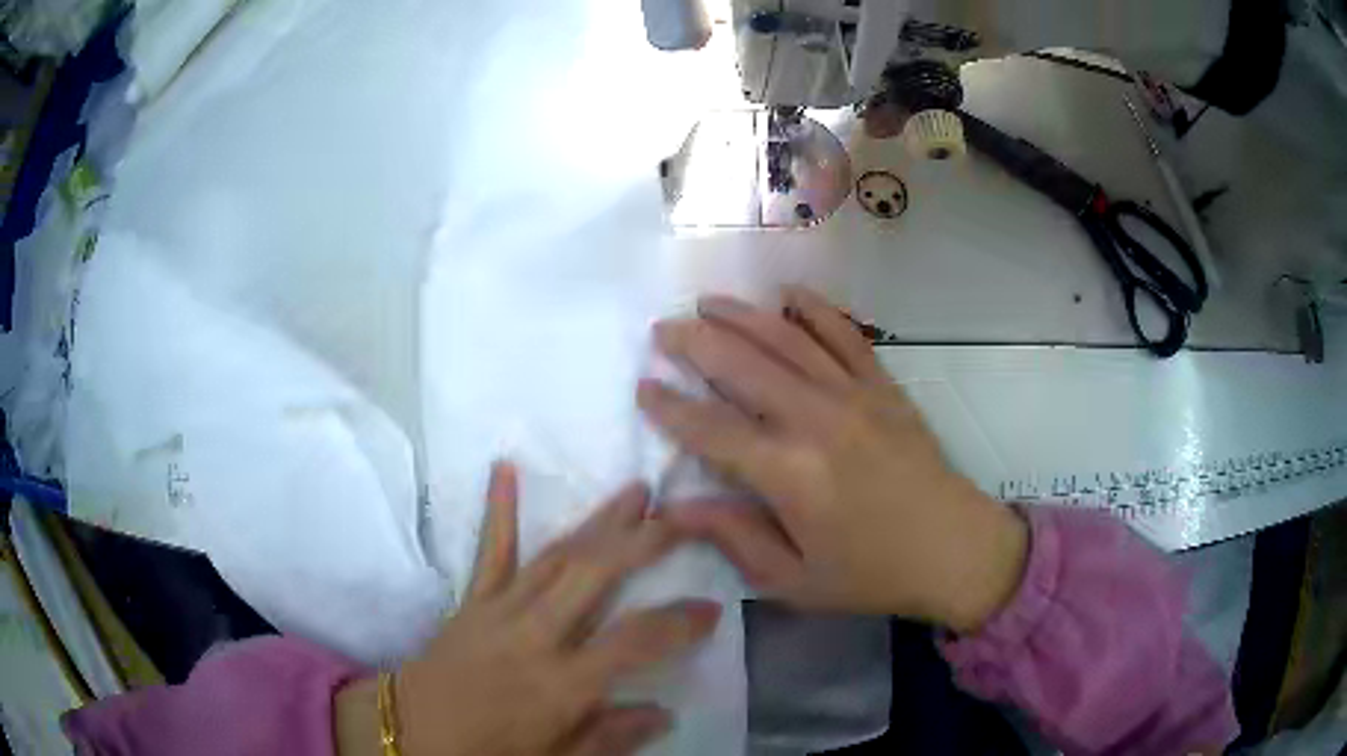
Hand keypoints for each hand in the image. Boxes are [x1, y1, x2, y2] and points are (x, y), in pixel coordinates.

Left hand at [337, 462, 720, 755]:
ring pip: (556, 556)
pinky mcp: (471, 601)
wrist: (410, 732)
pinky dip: (498, 509)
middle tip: (682, 514)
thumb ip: (609, 738)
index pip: (635, 641)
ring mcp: (499, 611)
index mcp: (560, 684)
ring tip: (635, 491)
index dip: (679, 622)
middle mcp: (534, 636)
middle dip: (643, 541)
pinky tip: (504, 468)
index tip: (712, 606)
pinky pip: (488, 551)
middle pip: (595, 576)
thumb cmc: (487, 753)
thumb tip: (664, 713)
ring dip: (599, 521)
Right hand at [637, 288, 1026, 632]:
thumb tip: (674, 507)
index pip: (711, 428)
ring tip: (707, 304)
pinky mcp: (884, 386)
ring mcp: (854, 395)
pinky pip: (845, 334)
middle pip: (742, 365)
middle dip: (694, 343)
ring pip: (786, 339)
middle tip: (662, 330)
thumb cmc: (870, 573)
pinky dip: (815, 309)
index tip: (643, 387)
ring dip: (742, 316)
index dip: (670, 407)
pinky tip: (788, 294)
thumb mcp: (793, 580)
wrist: (954, 550)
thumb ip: (733, 538)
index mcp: (789, 474)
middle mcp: (816, 420)